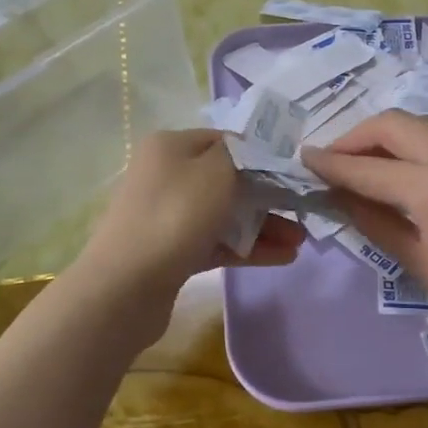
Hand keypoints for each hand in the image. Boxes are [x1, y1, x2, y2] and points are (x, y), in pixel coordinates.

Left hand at [73, 130, 304, 317]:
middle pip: (228, 179)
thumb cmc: (176, 216)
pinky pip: (217, 243)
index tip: (295, 171)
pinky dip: (247, 247)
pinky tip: (282, 257)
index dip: (262, 153)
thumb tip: (255, 148)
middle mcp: (166, 175)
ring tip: (299, 241)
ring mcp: (167, 216)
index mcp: (170, 147)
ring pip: (225, 214)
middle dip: (268, 195)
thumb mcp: (216, 171)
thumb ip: (243, 154)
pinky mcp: (172, 252)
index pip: (226, 141)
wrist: (124, 287)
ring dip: (263, 225)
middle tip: (302, 211)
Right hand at [303, 111, 427, 368]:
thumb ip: (376, 221)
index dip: (332, 164)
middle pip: (397, 124)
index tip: (305, 159)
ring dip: (394, 137)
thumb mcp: (421, 265)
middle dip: (359, 137)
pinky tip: (420, 172)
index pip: (369, 168)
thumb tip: (339, 195)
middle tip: (336, 159)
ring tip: (373, 163)